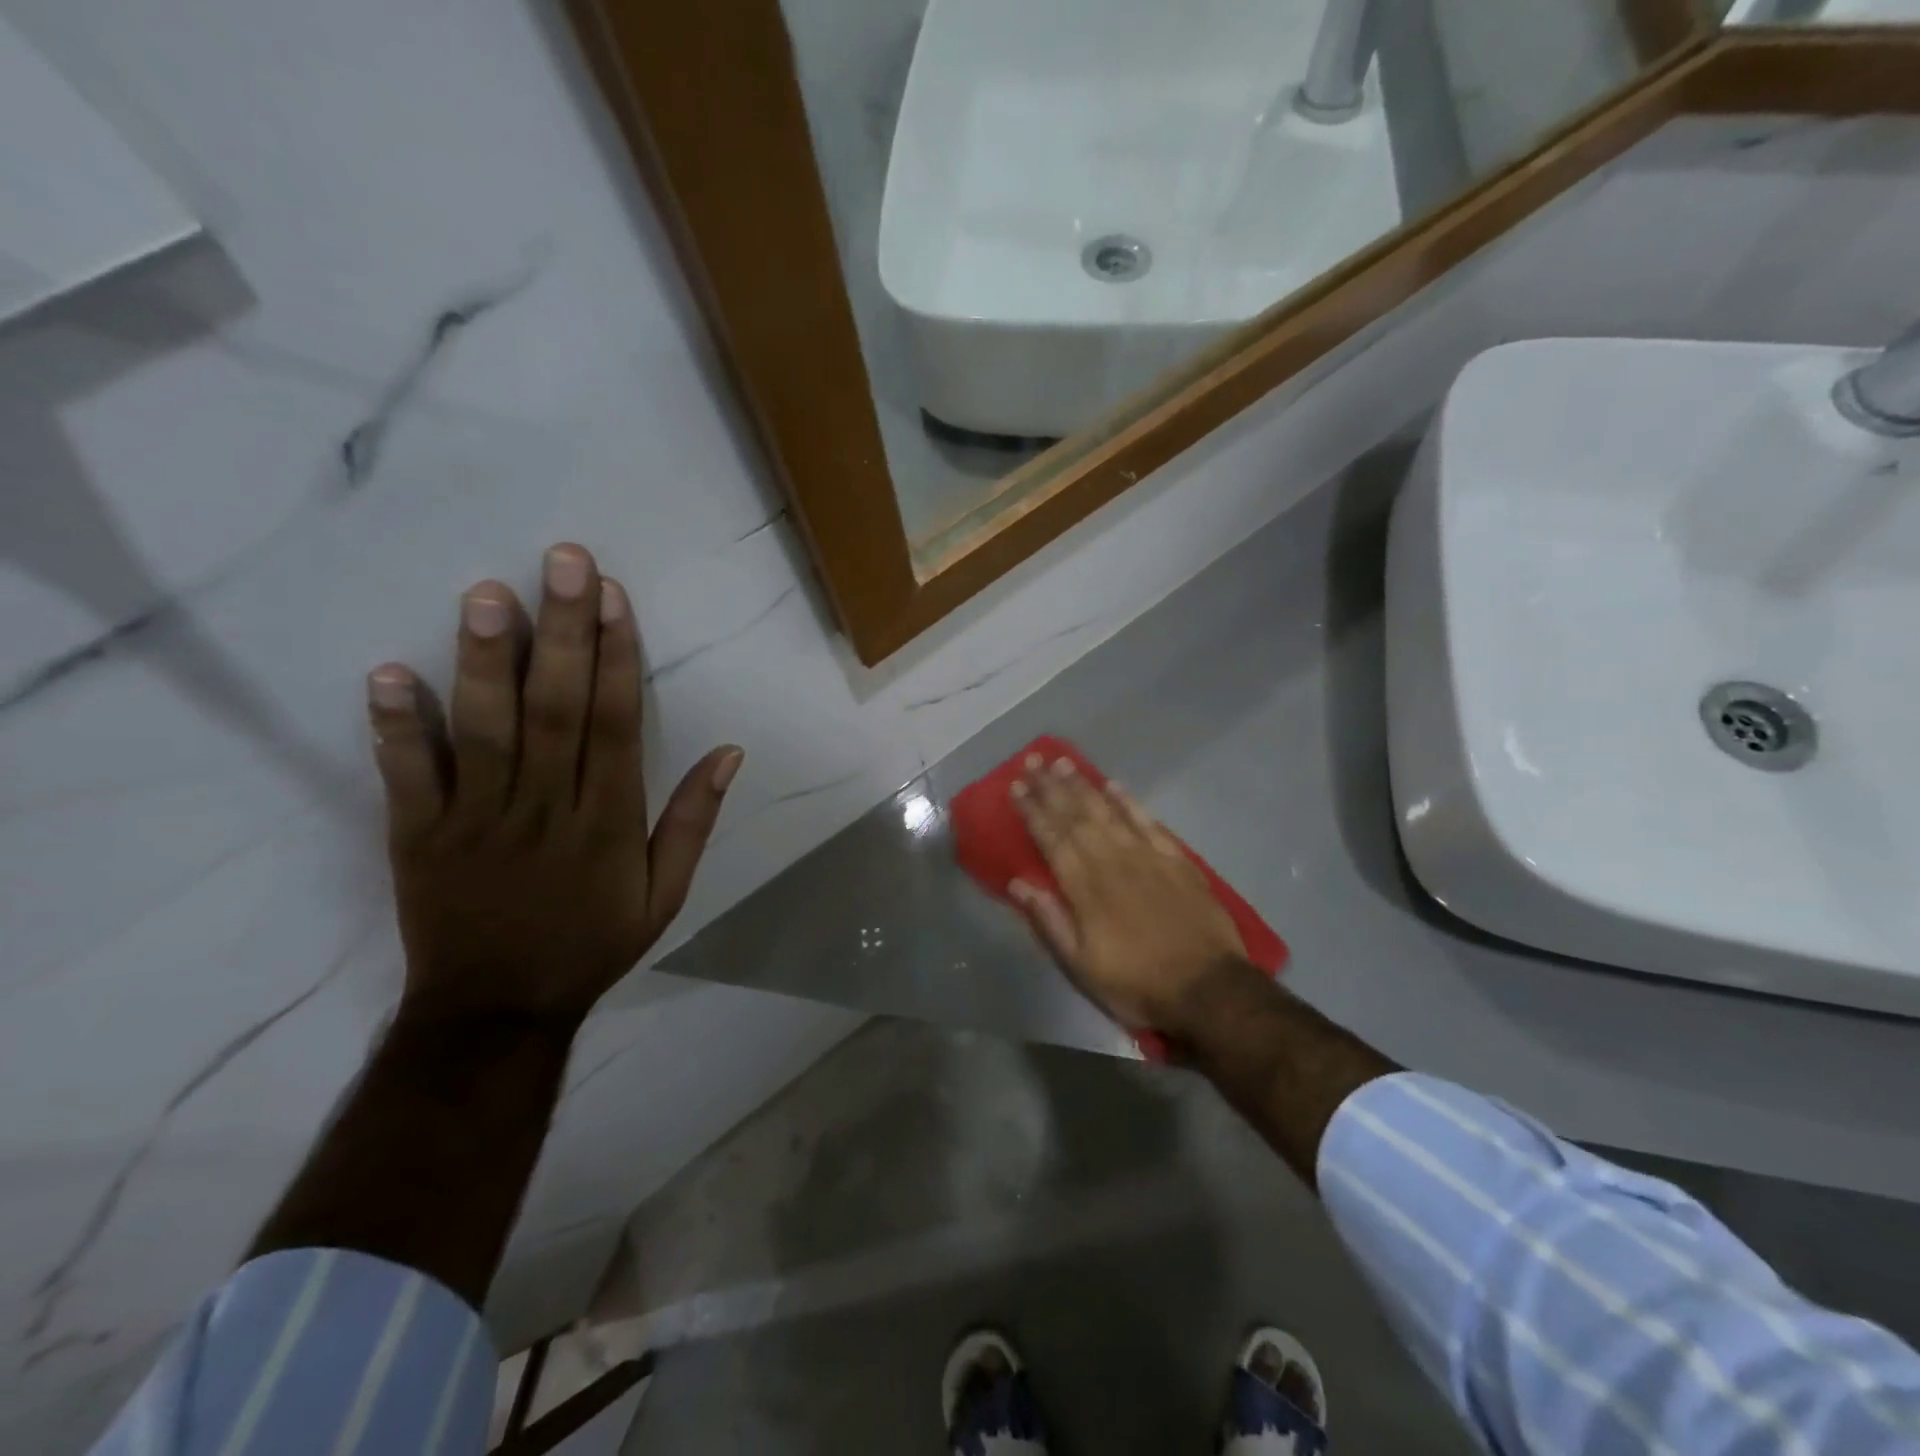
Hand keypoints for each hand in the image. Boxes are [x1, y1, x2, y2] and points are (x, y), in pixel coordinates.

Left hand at [365, 543, 742, 1027]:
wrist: (497, 1010)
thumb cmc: (592, 943)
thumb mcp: (666, 893)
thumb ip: (693, 820)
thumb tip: (730, 752)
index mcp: (609, 821)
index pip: (616, 723)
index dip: (616, 656)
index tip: (612, 596)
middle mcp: (547, 808)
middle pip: (556, 709)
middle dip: (562, 632)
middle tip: (562, 561)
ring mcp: (478, 820)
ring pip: (485, 731)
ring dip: (486, 661)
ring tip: (487, 593)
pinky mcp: (419, 837)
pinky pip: (408, 778)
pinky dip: (397, 727)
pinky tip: (388, 673)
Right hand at [1009, 755, 1251, 1038]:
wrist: (1208, 989)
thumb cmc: (1136, 983)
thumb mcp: (1081, 966)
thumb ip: (1049, 920)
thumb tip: (1018, 883)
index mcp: (1085, 888)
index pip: (1052, 838)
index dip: (1032, 811)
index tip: (1016, 785)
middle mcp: (1112, 861)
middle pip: (1076, 817)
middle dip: (1051, 787)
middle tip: (1034, 760)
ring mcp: (1147, 857)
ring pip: (1108, 812)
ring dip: (1084, 786)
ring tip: (1064, 763)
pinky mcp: (1177, 860)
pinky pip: (1148, 822)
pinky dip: (1129, 802)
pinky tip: (1115, 785)